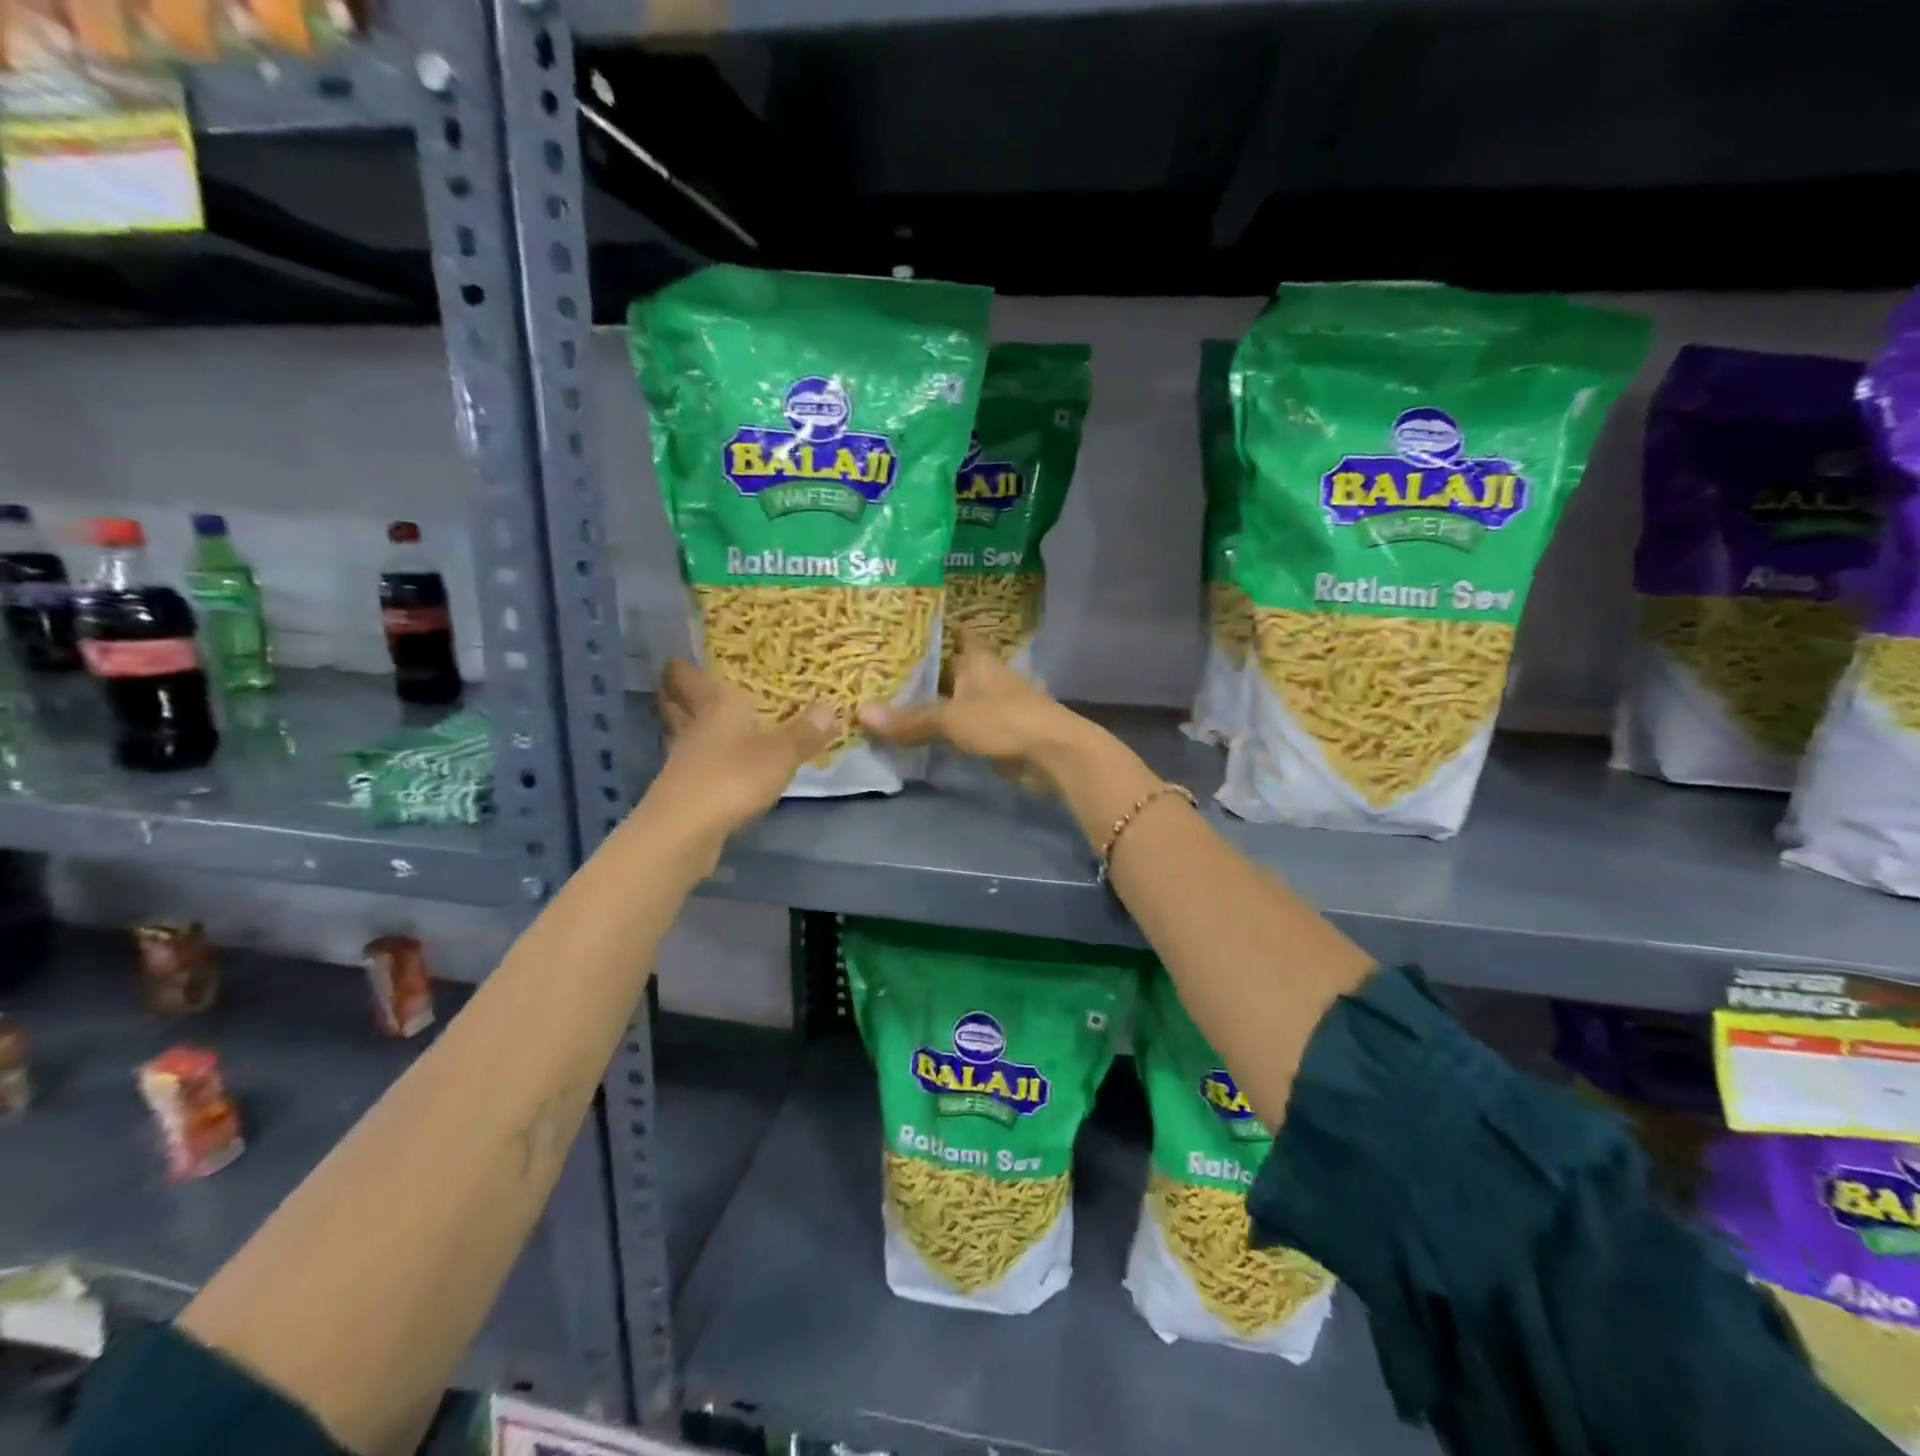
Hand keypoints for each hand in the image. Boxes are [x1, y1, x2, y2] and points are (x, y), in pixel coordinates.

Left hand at [651, 657, 839, 834]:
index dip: (683, 666)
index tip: (677, 656)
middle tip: (681, 682)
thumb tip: (831, 706)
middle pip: (675, 703)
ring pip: (679, 733)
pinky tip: (713, 764)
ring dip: (686, 726)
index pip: (689, 677)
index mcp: (715, 706)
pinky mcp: (682, 791)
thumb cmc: (733, 778)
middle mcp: (694, 727)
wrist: (686, 831)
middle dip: (676, 692)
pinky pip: (690, 763)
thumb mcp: (781, 754)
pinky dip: (698, 758)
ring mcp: (682, 761)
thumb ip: (805, 732)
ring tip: (701, 720)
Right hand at [859, 633, 1090, 793]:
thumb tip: (860, 713)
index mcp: (978, 659)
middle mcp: (987, 675)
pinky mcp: (1000, 730)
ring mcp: (996, 704)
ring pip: (958, 696)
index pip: (957, 633)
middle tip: (884, 667)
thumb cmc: (1004, 721)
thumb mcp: (951, 718)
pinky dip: (946, 725)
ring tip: (896, 698)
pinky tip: (923, 730)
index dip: (936, 628)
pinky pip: (965, 723)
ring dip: (935, 699)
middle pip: (952, 667)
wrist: (1052, 754)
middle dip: (925, 668)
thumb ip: (910, 719)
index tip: (906, 625)